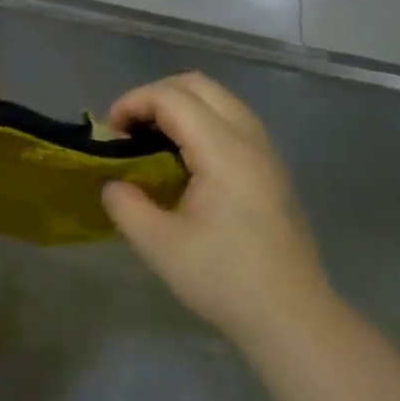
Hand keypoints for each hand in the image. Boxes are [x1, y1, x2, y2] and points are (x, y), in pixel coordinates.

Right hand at [102, 73, 335, 341]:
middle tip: (128, 130)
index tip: (109, 133)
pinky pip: (232, 122)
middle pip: (199, 85)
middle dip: (155, 95)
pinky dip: (199, 123)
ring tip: (150, 142)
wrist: (291, 316)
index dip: (133, 103)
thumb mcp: (158, 245)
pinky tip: (182, 162)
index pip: (172, 97)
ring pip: (219, 100)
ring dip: (179, 107)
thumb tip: (114, 184)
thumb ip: (125, 204)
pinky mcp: (271, 170)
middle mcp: (249, 139)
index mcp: (224, 151)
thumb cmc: (223, 278)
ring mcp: (266, 153)